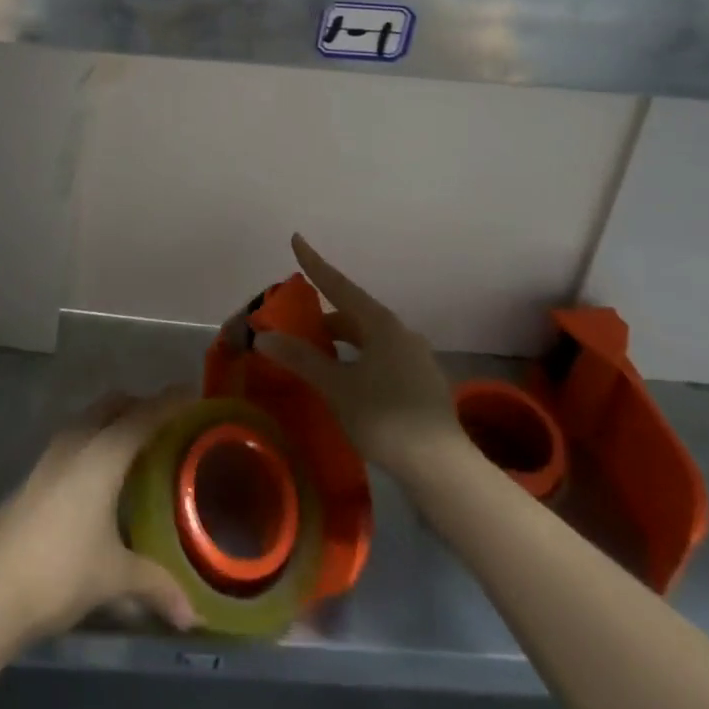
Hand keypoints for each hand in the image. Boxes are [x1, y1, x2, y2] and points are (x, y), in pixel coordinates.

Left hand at [0, 389, 198, 640]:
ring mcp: (51, 454)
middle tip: (166, 421)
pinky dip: (95, 438)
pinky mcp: (36, 472)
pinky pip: (75, 437)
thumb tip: (191, 616)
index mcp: (103, 453)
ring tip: (136, 444)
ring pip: (90, 418)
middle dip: (140, 405)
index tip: (192, 392)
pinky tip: (101, 473)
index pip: (144, 416)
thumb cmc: (61, 570)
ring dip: (114, 420)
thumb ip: (154, 586)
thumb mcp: (114, 577)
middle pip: (114, 404)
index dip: (169, 402)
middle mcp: (78, 441)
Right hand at [253, 234, 461, 480]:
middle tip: (298, 328)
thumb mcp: (337, 388)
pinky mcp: (423, 383)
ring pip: (370, 339)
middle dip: (325, 318)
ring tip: (319, 360)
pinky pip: (383, 359)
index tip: (297, 238)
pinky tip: (350, 384)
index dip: (314, 263)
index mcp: (381, 324)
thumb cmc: (385, 418)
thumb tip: (265, 336)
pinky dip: (360, 361)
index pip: (339, 284)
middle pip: (355, 314)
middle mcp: (401, 332)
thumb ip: (302, 359)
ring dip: (343, 343)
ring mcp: (416, 358)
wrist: (443, 469)